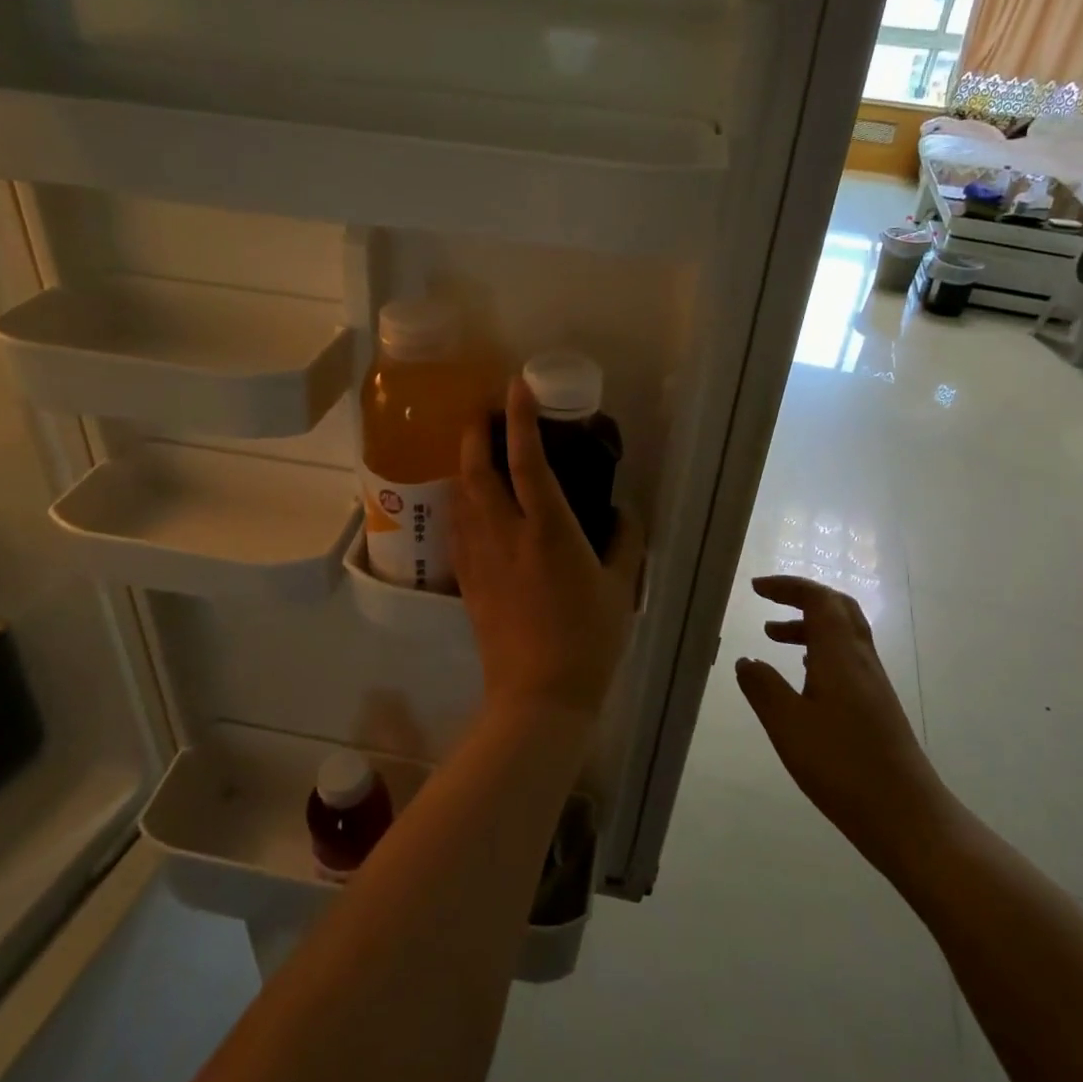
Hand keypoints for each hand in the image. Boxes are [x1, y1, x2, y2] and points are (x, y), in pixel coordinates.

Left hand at [454, 377, 642, 722]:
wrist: (538, 695)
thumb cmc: (588, 639)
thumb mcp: (621, 587)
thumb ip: (625, 542)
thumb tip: (625, 511)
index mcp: (548, 531)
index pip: (528, 461)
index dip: (521, 419)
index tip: (516, 387)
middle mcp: (505, 534)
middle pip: (477, 469)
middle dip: (476, 432)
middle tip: (485, 412)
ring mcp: (479, 556)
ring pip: (460, 495)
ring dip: (465, 463)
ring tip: (477, 449)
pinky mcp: (466, 578)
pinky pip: (457, 526)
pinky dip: (461, 500)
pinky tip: (470, 499)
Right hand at [735, 576, 955, 874]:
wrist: (907, 816)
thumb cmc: (842, 766)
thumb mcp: (788, 726)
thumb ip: (763, 688)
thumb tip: (746, 660)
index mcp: (840, 655)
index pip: (819, 599)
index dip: (788, 586)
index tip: (756, 588)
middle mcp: (861, 660)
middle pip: (838, 608)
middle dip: (802, 597)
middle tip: (768, 602)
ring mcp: (873, 683)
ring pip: (843, 634)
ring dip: (809, 625)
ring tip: (773, 638)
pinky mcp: (876, 706)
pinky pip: (846, 658)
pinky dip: (820, 650)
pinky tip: (803, 676)